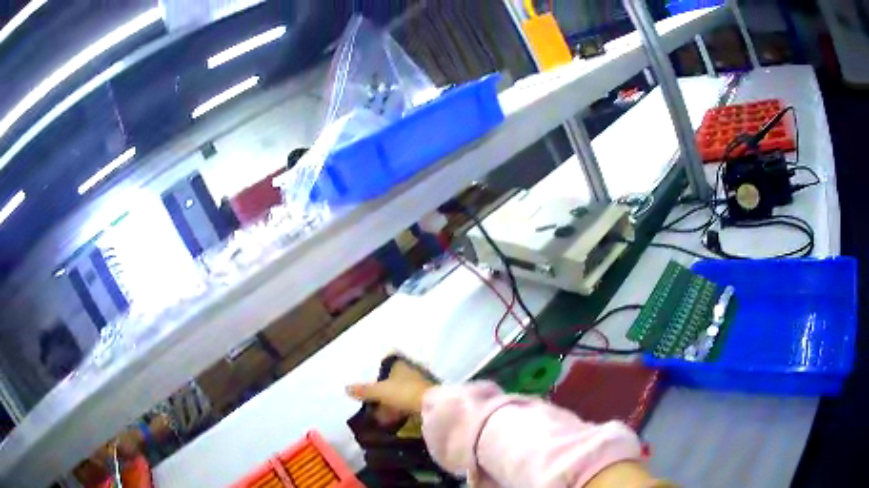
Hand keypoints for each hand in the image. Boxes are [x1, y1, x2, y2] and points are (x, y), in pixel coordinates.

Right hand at [346, 358, 435, 421]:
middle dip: (384, 392)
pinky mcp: (426, 401)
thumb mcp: (380, 391)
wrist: (432, 407)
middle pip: (394, 381)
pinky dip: (400, 411)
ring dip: (391, 404)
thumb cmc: (404, 392)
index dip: (379, 374)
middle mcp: (411, 373)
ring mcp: (419, 387)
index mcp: (401, 366)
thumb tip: (346, 389)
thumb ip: (364, 390)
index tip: (370, 384)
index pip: (388, 366)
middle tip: (371, 403)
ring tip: (380, 416)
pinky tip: (392, 420)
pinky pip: (408, 405)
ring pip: (401, 394)